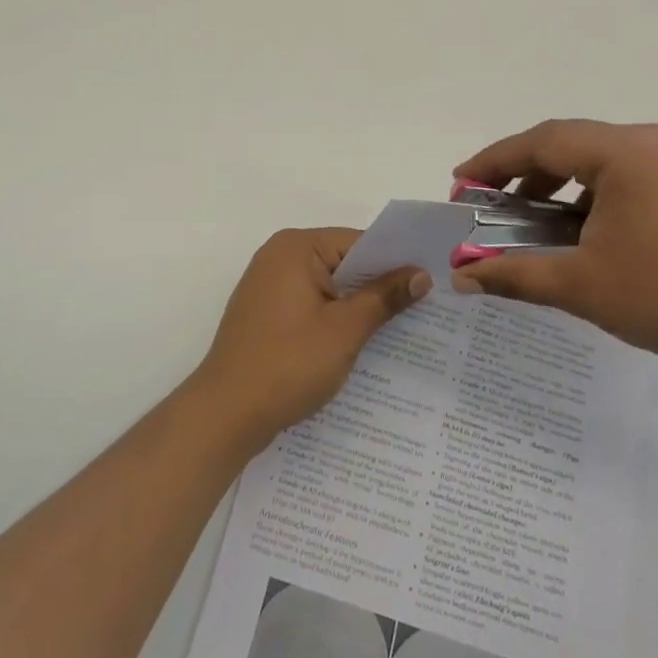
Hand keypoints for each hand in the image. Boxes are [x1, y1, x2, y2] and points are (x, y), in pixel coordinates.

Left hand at [190, 228, 429, 447]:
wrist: (225, 415)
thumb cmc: (288, 364)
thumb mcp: (345, 330)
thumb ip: (384, 297)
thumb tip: (420, 274)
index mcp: (296, 247)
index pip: (359, 242)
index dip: (396, 262)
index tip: (431, 280)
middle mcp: (279, 257)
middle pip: (343, 262)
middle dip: (379, 285)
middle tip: (426, 305)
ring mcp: (269, 286)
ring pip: (329, 287)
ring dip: (358, 306)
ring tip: (403, 327)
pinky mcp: (266, 314)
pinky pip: (311, 305)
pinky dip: (335, 320)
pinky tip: (362, 343)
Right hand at [450, 120, 657, 377]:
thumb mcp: (580, 285)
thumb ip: (513, 274)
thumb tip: (459, 278)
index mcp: (623, 152)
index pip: (541, 143)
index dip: (493, 161)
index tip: (459, 183)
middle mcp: (643, 141)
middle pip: (562, 142)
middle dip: (516, 169)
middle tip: (481, 199)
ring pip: (586, 155)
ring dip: (547, 179)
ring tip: (516, 212)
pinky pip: (610, 171)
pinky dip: (578, 191)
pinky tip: (562, 222)